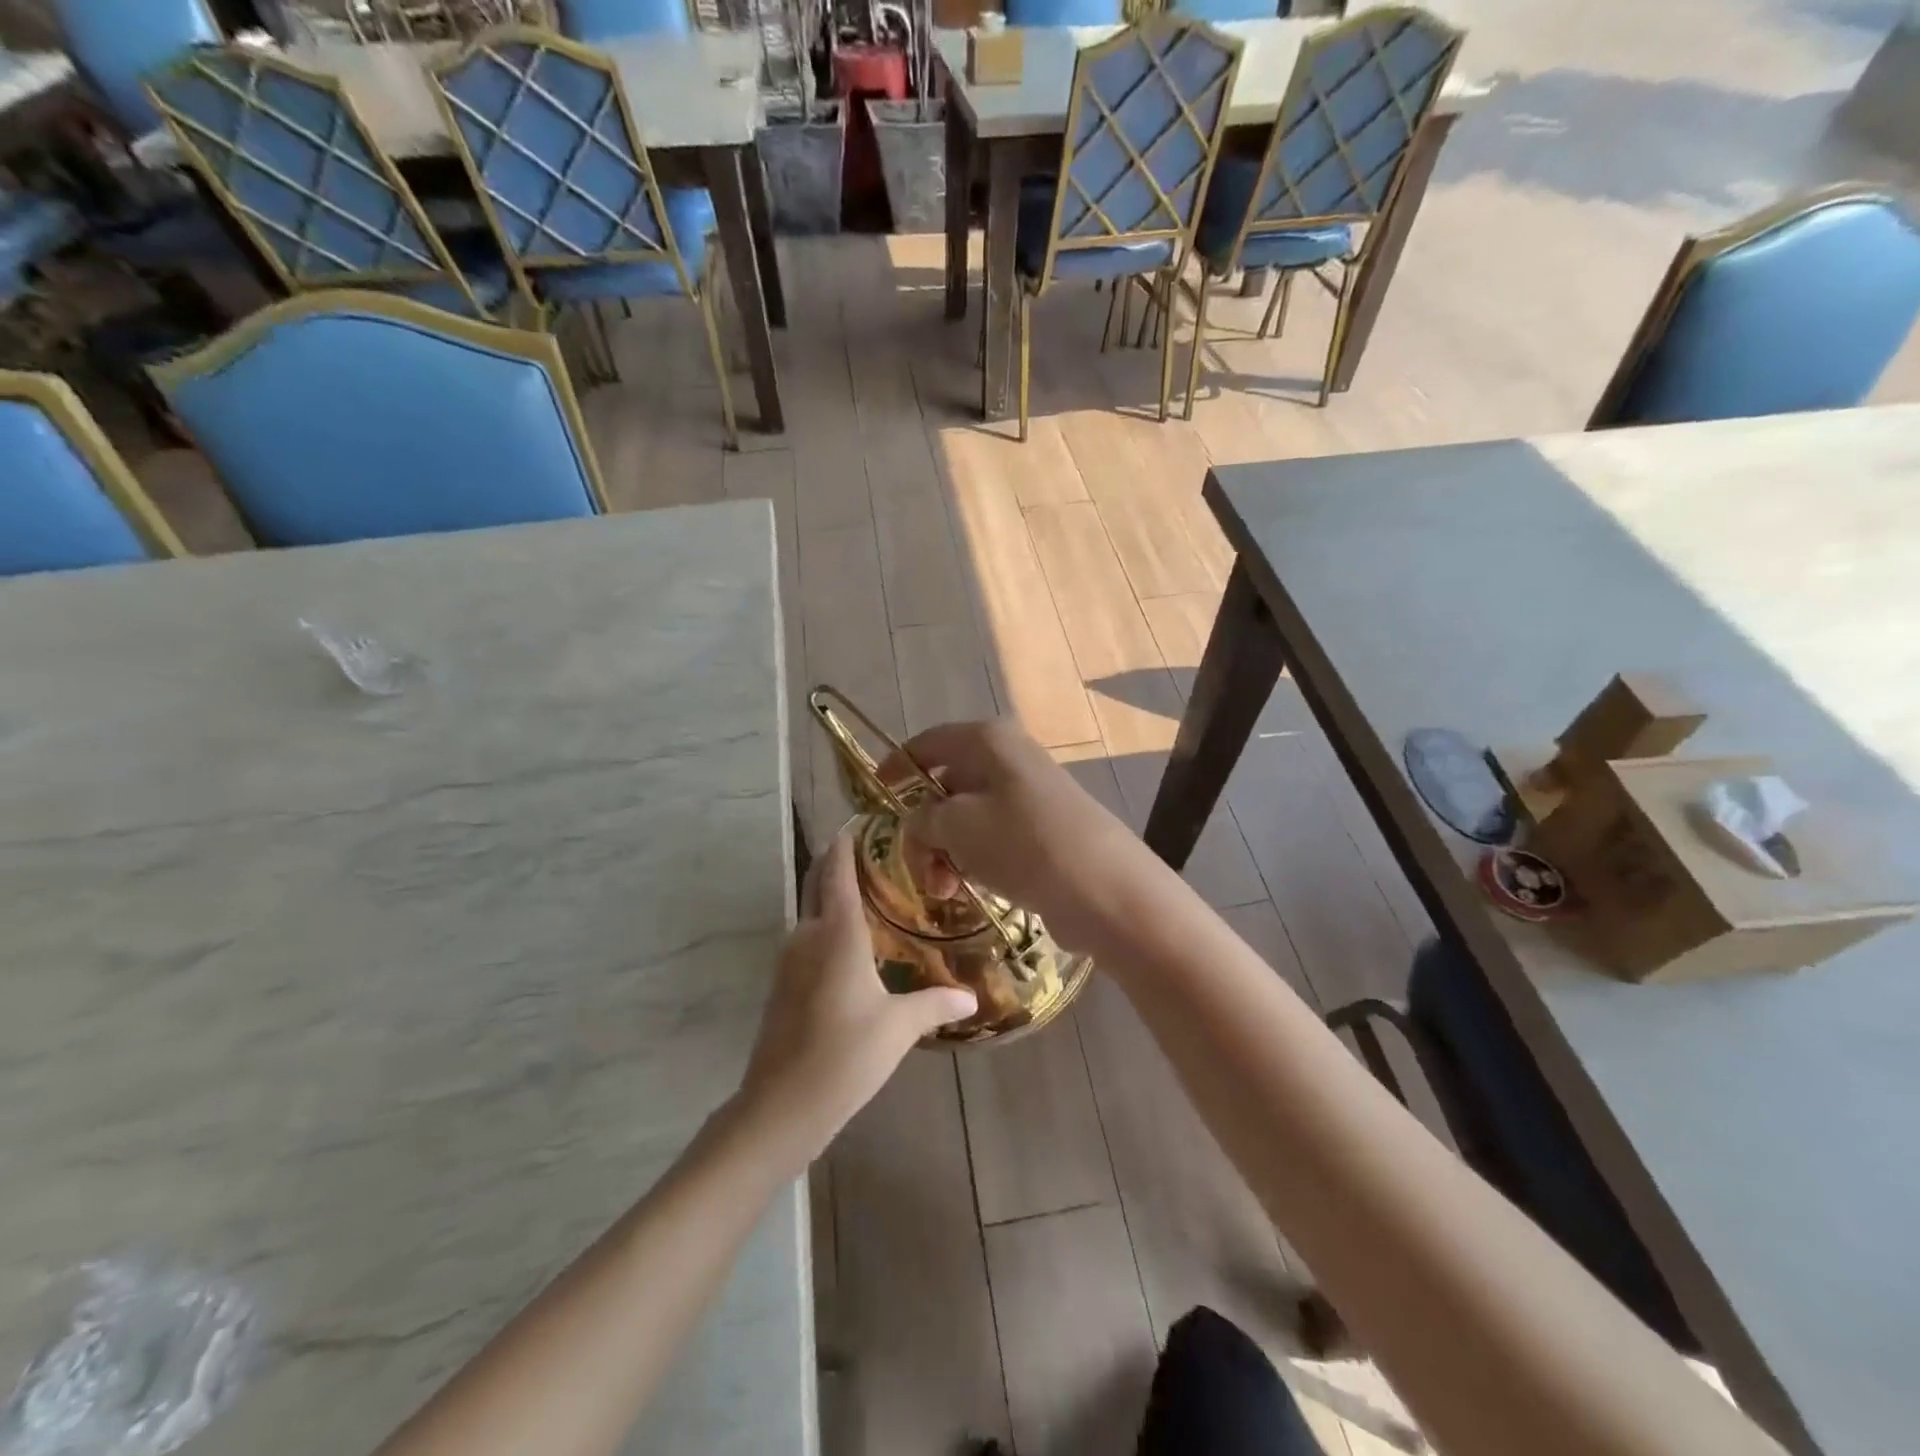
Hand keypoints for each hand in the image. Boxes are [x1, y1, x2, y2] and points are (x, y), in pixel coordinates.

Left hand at [735, 832, 976, 1167]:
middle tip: (877, 854)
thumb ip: (934, 1004)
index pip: (838, 870)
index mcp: (837, 933)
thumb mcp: (898, 1028)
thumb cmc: (844, 1056)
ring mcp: (790, 960)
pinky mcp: (783, 984)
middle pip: (819, 884)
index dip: (846, 842)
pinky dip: (828, 928)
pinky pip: (809, 940)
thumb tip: (972, 997)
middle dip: (840, 864)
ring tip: (874, 896)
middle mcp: (808, 935)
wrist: (780, 1106)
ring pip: (812, 913)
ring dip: (834, 898)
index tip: (862, 820)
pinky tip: (854, 947)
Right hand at [879, 719, 1166, 954]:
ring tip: (944, 890)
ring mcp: (1028, 795)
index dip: (896, 768)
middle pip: (946, 784)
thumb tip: (920, 823)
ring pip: (967, 817)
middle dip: (924, 827)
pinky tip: (970, 890)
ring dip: (945, 851)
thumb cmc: (1022, 843)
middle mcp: (1008, 759)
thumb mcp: (956, 826)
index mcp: (987, 741)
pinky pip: (992, 838)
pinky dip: (973, 860)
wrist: (1103, 888)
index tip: (874, 797)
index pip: (927, 743)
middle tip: (918, 867)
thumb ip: (923, 819)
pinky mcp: (1042, 830)